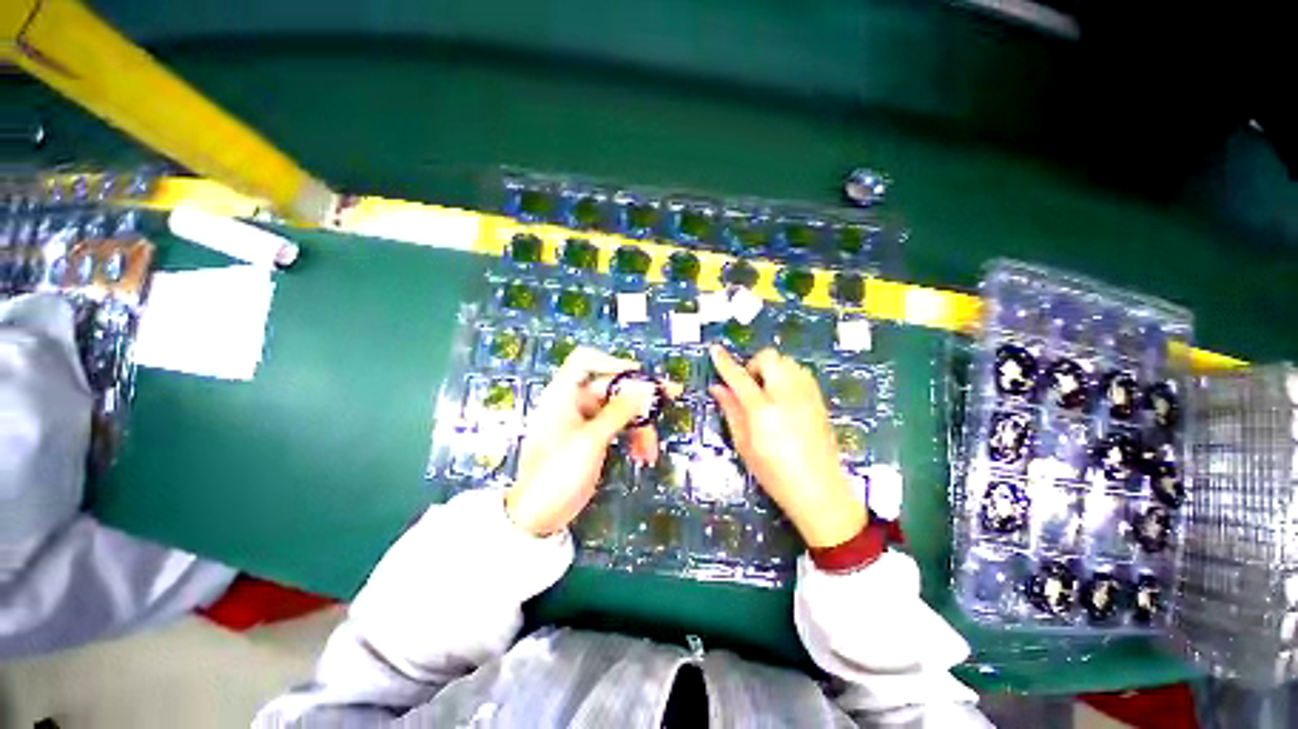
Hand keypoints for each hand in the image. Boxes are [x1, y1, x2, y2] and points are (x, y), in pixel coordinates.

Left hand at [507, 347, 677, 536]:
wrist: (538, 516)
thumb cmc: (557, 473)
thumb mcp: (591, 440)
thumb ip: (620, 411)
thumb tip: (646, 388)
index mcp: (563, 394)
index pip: (585, 360)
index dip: (612, 362)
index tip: (639, 375)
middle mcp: (573, 402)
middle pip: (611, 386)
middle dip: (639, 396)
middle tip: (670, 396)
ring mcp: (584, 421)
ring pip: (619, 409)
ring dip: (640, 424)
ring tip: (652, 448)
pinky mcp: (593, 438)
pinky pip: (618, 427)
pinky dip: (632, 437)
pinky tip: (643, 454)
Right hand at [708, 345, 865, 547]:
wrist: (821, 490)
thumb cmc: (775, 473)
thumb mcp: (744, 444)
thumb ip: (731, 410)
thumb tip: (717, 387)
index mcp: (763, 409)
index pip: (739, 376)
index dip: (724, 362)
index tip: (714, 350)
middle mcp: (787, 394)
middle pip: (769, 357)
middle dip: (754, 364)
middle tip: (748, 387)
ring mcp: (807, 395)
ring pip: (786, 362)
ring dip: (772, 369)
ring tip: (766, 393)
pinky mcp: (819, 399)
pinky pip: (800, 372)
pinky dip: (787, 376)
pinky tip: (783, 398)